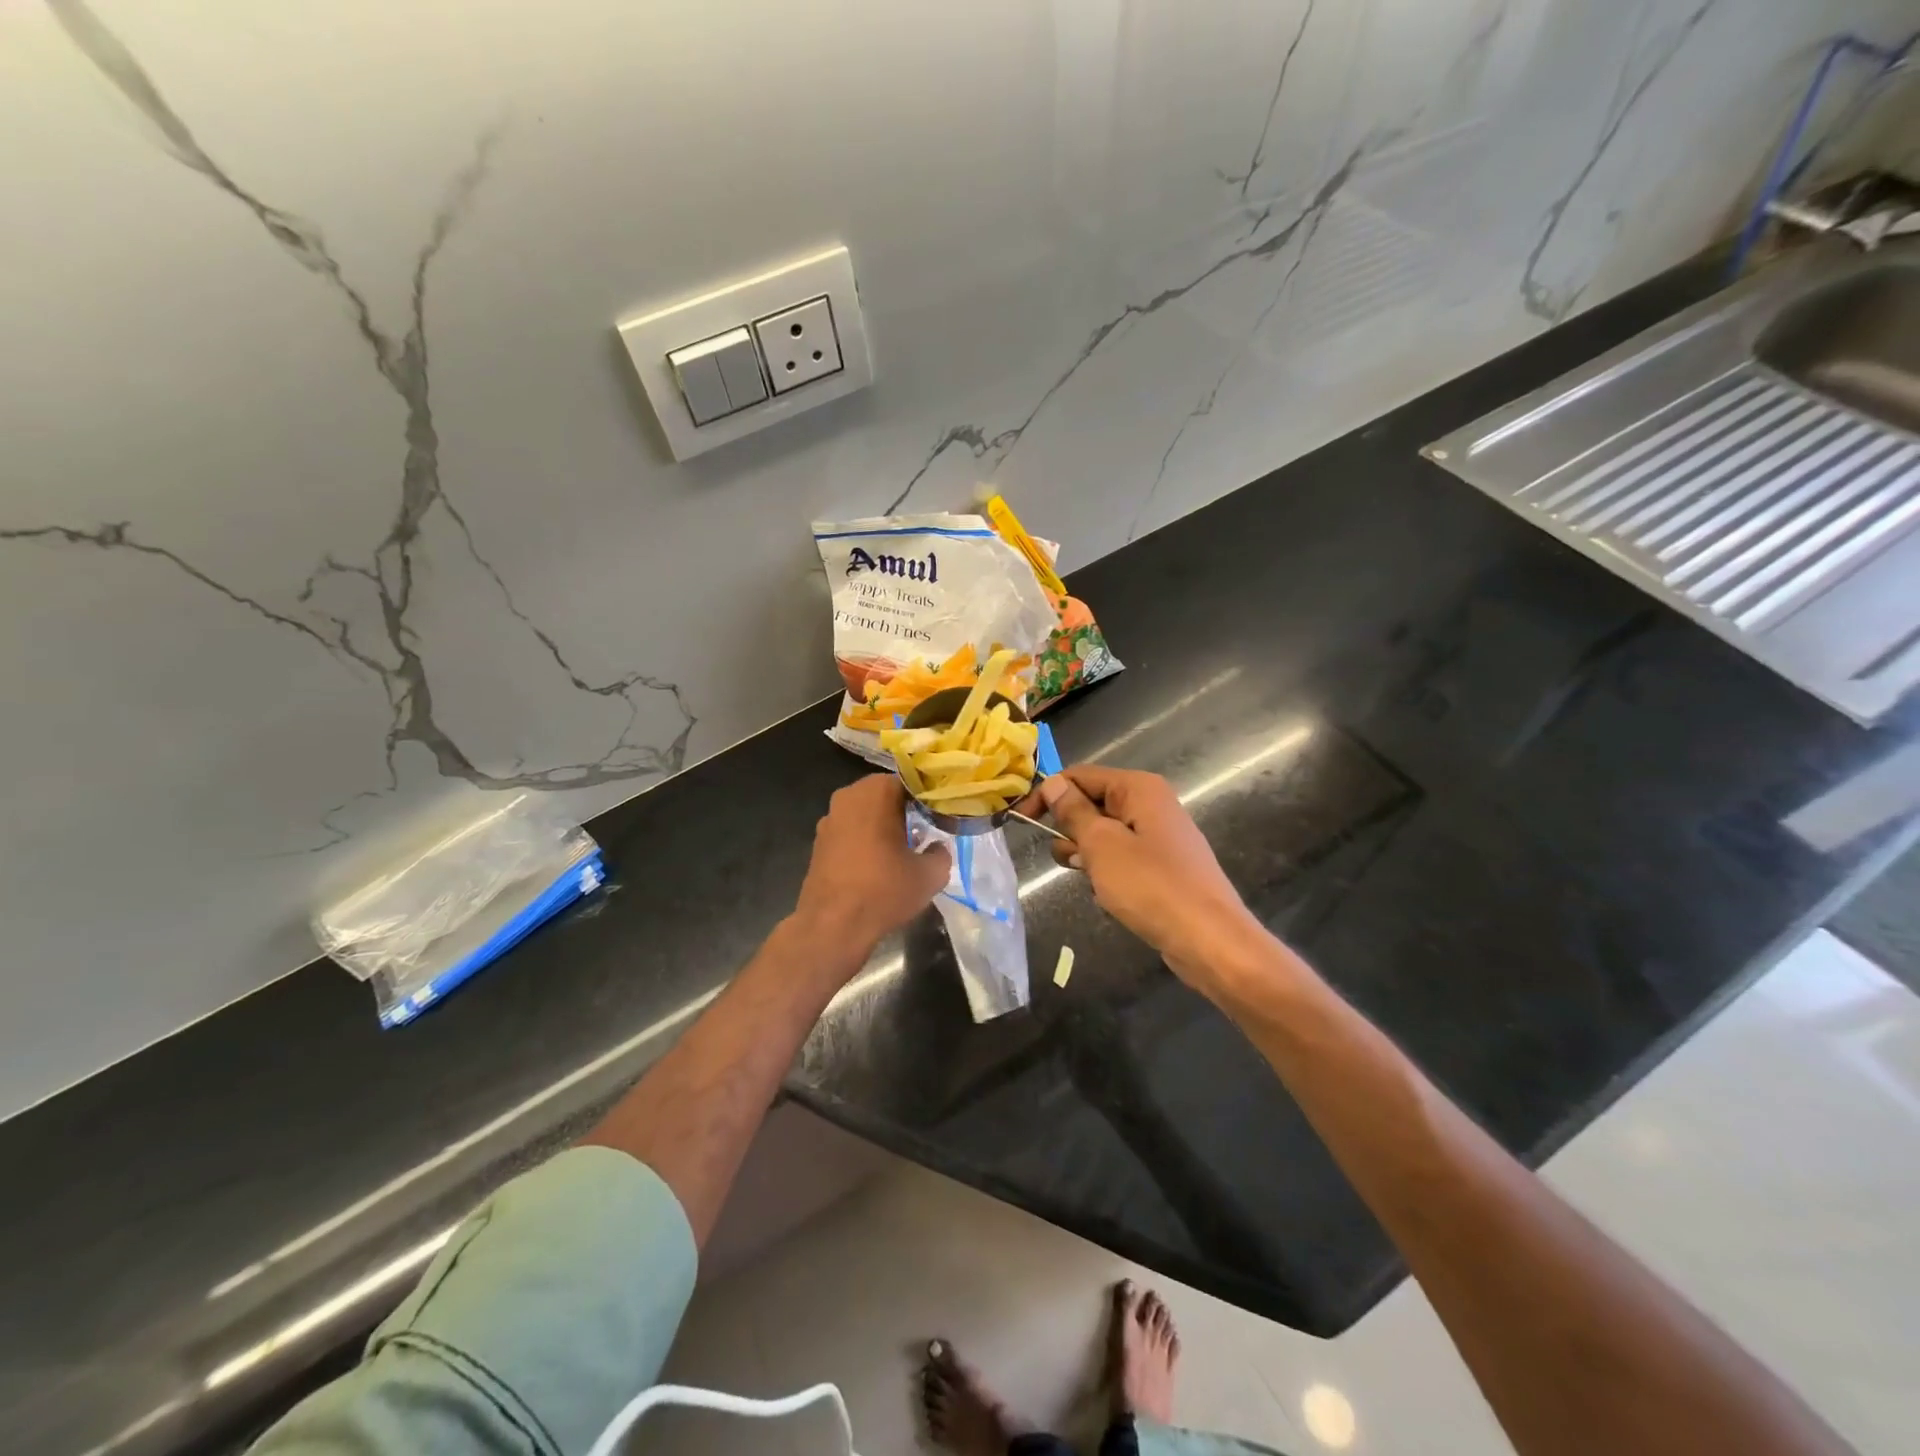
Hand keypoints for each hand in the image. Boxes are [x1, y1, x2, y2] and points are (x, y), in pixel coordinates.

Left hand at [791, 774, 950, 961]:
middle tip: (924, 833)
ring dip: (883, 826)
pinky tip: (877, 866)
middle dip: (904, 811)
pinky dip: (864, 841)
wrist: (832, 926)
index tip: (939, 817)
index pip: (909, 782)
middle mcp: (847, 797)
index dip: (927, 799)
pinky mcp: (818, 843)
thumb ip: (941, 853)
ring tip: (902, 852)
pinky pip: (850, 832)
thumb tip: (937, 848)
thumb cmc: (884, 890)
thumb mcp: (929, 875)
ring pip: (865, 814)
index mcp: (875, 791)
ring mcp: (828, 819)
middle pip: (884, 796)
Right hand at [1025, 766, 1263, 985]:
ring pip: (1105, 834)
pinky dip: (1107, 872)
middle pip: (1092, 803)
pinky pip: (1122, 858)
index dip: (1047, 794)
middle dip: (1070, 828)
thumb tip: (1053, 782)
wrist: (1210, 940)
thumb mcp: (1101, 845)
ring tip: (1089, 879)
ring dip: (1087, 854)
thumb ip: (1073, 812)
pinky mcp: (1163, 866)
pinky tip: (1108, 895)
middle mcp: (1151, 804)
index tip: (1020, 821)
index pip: (1080, 775)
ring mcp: (1159, 836)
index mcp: (1138, 788)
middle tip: (1065, 858)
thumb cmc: (1151, 886)